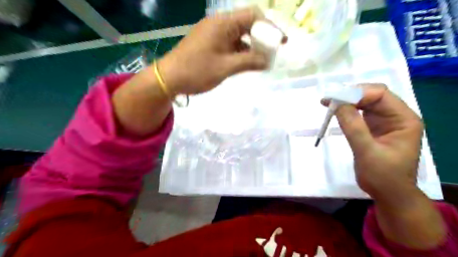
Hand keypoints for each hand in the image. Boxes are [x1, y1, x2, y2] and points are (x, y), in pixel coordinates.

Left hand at [157, 8, 273, 95]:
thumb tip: (268, 61)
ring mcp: (214, 34)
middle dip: (262, 37)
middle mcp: (219, 24)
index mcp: (223, 24)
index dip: (270, 27)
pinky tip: (247, 62)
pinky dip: (241, 52)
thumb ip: (249, 62)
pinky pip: (231, 43)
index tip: (281, 41)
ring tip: (262, 60)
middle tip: (272, 52)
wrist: (169, 78)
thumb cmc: (196, 71)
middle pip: (247, 24)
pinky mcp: (211, 44)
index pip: (253, 15)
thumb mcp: (225, 67)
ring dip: (252, 46)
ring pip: (240, 35)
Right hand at [329, 84, 421, 208]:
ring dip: (346, 102)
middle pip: (372, 95)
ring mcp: (384, 121)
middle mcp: (395, 116)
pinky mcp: (373, 128)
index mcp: (403, 119)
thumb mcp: (367, 152)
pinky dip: (346, 111)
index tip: (336, 100)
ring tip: (327, 103)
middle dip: (350, 95)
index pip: (381, 94)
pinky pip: (359, 113)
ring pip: (364, 103)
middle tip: (328, 100)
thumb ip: (354, 127)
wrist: (388, 194)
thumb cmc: (383, 176)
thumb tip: (337, 104)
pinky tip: (334, 111)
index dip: (357, 93)